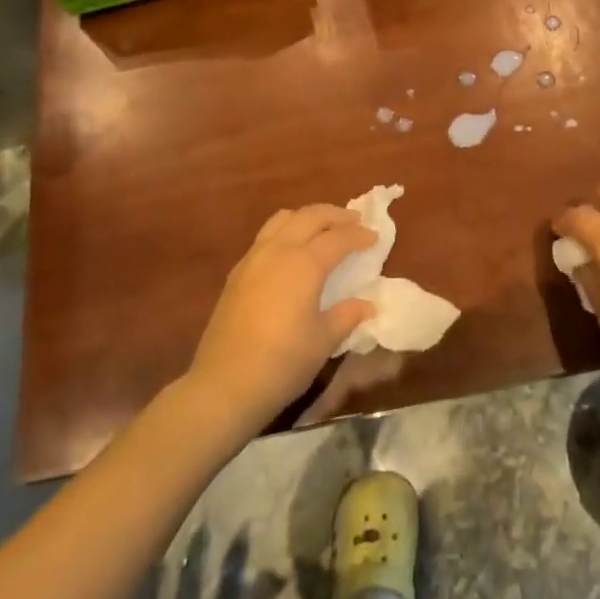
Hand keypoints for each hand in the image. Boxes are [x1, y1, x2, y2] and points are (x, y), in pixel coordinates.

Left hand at [187, 205, 376, 429]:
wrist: (224, 383)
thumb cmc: (282, 362)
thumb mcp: (323, 340)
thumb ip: (347, 315)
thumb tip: (367, 304)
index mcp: (304, 263)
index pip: (338, 238)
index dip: (359, 235)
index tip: (375, 237)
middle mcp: (278, 250)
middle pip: (310, 216)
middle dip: (335, 215)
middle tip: (355, 222)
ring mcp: (253, 258)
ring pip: (283, 219)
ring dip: (307, 217)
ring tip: (323, 229)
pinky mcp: (237, 272)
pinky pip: (266, 236)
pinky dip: (286, 231)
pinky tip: (292, 252)